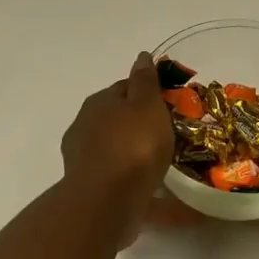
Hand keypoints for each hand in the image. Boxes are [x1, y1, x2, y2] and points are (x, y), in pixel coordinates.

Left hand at [61, 52, 174, 234]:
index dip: (149, 93)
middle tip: (172, 135)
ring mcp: (86, 159)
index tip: (170, 104)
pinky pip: (122, 182)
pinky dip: (140, 184)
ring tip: (169, 168)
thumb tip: (142, 56)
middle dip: (142, 125)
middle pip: (120, 120)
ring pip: (119, 151)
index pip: (125, 88)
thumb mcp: (146, 105)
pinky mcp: (93, 189)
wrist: (106, 202)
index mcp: (99, 102)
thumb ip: (145, 81)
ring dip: (138, 156)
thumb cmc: (132, 146)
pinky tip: (163, 195)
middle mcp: (86, 127)